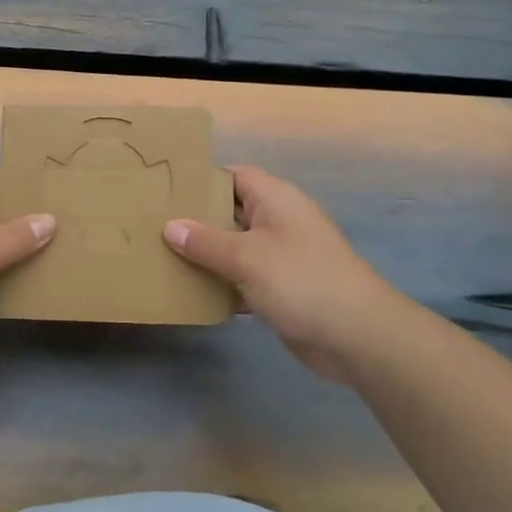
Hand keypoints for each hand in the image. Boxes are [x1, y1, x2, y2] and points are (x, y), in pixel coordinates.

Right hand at [163, 165, 406, 385]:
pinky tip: (191, 291)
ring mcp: (281, 256)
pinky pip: (243, 277)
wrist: (357, 336)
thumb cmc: (301, 281)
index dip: (202, 180)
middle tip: (154, 224)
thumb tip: (170, 226)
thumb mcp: (246, 257)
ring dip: (206, 254)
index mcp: (276, 200)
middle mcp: (279, 221)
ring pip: (235, 247)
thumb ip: (205, 241)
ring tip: (163, 256)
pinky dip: (222, 282)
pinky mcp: (281, 288)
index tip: (166, 189)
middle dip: (197, 219)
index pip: (234, 176)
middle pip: (231, 212)